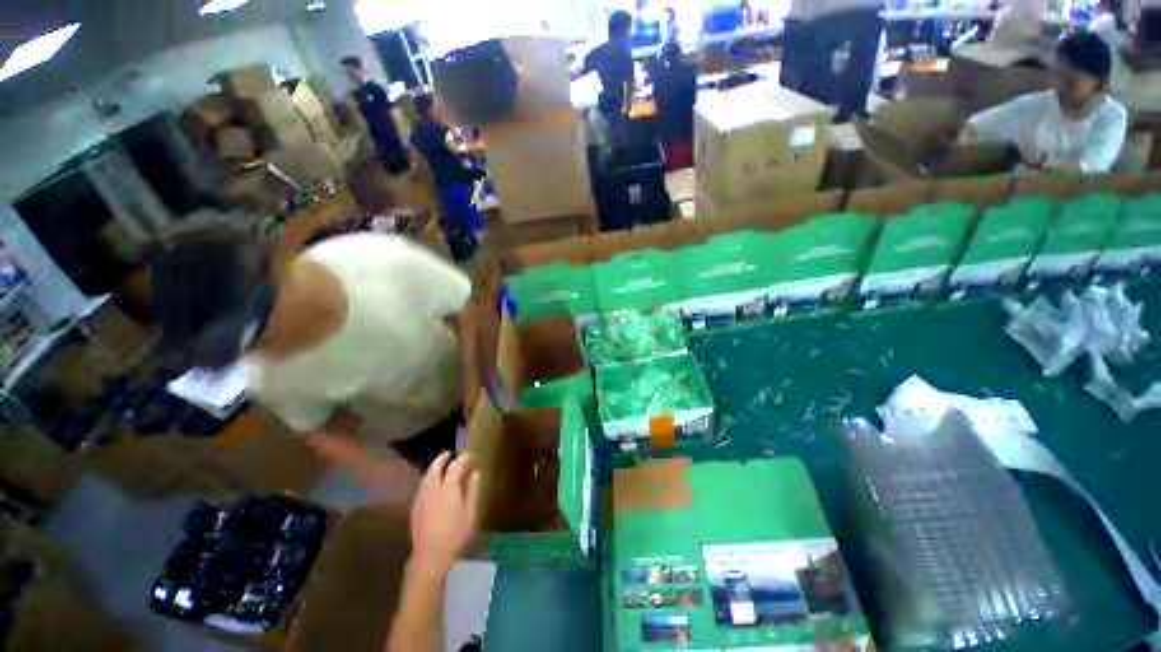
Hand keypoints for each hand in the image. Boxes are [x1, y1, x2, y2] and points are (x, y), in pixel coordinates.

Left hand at [409, 452, 480, 575]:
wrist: (431, 556)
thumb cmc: (456, 534)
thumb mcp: (470, 511)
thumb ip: (473, 489)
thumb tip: (475, 472)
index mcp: (448, 488)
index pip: (455, 465)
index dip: (463, 458)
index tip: (470, 455)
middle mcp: (432, 489)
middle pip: (435, 467)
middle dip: (442, 459)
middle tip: (449, 454)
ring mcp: (421, 498)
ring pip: (426, 476)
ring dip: (433, 468)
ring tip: (440, 466)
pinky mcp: (414, 508)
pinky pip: (421, 486)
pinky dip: (427, 479)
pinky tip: (431, 485)